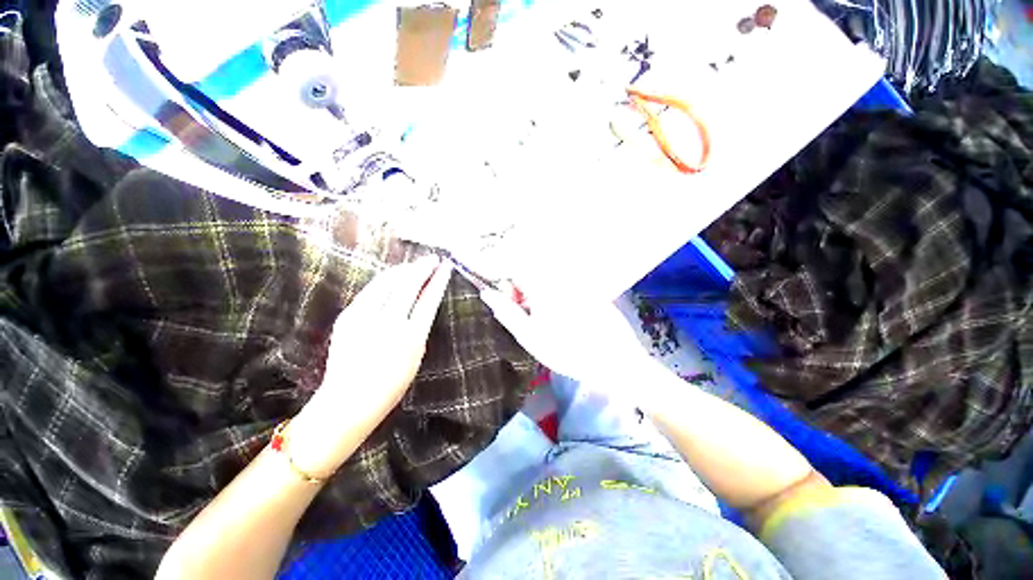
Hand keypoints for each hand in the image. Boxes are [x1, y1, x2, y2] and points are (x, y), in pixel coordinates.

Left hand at [288, 256, 453, 478]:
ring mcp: (364, 318)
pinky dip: (386, 280)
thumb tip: (425, 299)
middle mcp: (388, 323)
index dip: (438, 281)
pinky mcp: (348, 316)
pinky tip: (394, 276)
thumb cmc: (390, 385)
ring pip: (388, 283)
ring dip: (405, 270)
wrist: (348, 401)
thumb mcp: (415, 356)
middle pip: (409, 285)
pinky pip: (371, 291)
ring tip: (416, 264)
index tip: (446, 267)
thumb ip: (420, 326)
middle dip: (423, 268)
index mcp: (411, 337)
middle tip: (433, 259)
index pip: (429, 299)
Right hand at [479, 282, 655, 389]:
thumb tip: (488, 294)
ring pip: (545, 279)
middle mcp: (560, 277)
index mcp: (544, 286)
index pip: (515, 265)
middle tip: (526, 315)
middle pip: (530, 270)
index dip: (505, 280)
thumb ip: (507, 313)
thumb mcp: (530, 337)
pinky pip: (562, 285)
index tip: (507, 300)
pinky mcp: (588, 289)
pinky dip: (553, 297)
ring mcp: (576, 282)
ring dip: (537, 294)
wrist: (616, 361)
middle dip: (521, 289)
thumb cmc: (568, 352)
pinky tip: (562, 319)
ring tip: (544, 320)